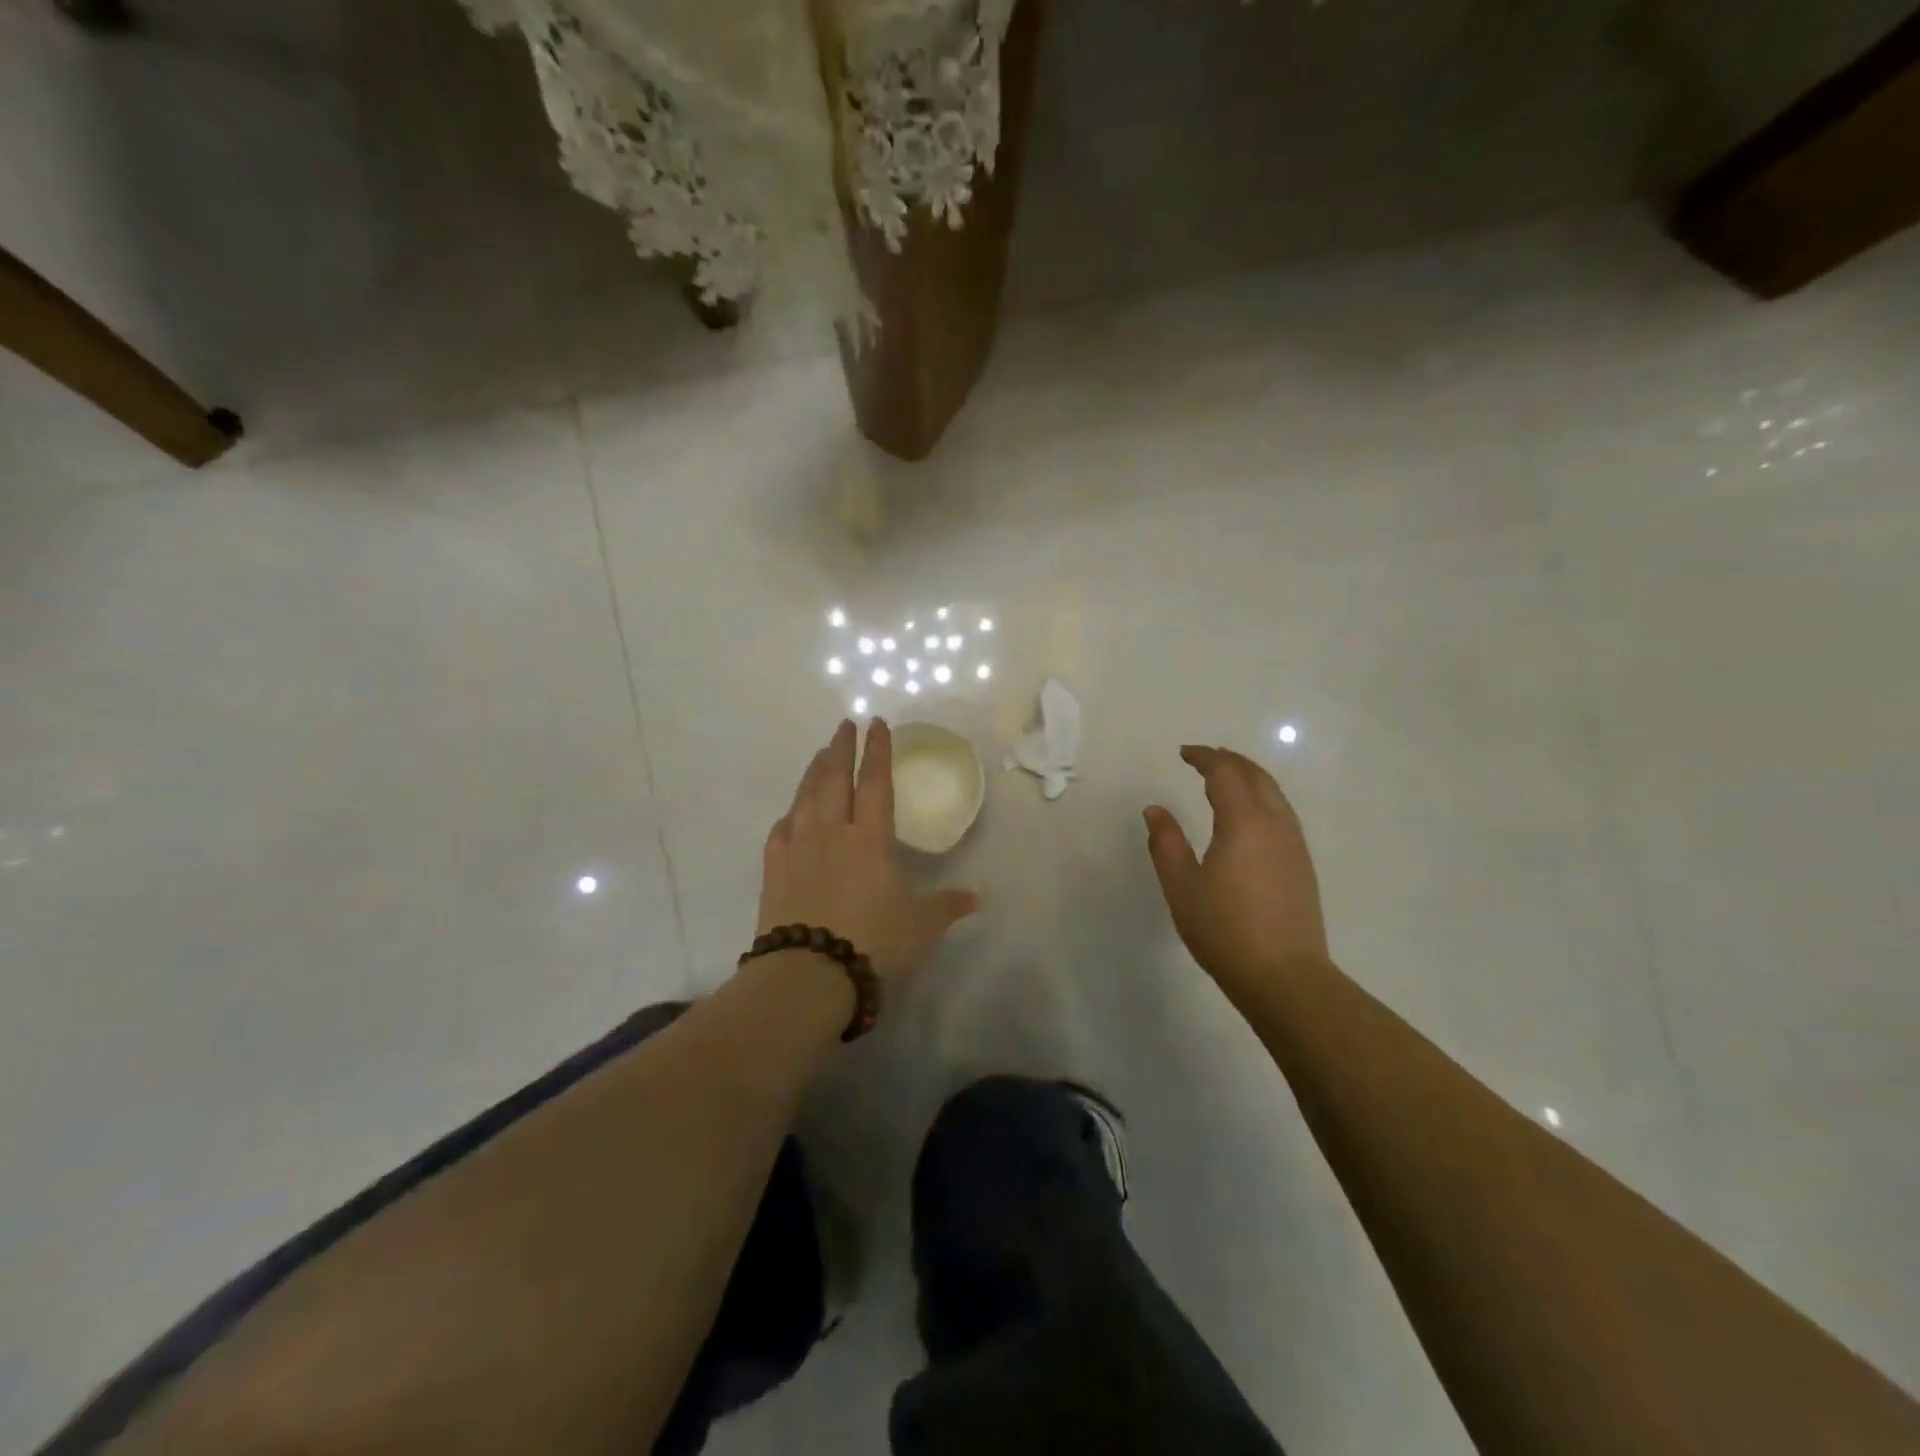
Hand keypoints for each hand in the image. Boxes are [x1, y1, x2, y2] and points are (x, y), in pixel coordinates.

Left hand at [759, 718, 978, 988]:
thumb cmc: (873, 945)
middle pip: (835, 779)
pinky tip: (792, 813)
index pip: (876, 784)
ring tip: (821, 755)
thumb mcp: (920, 927)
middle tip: (844, 725)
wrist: (808, 976)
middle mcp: (832, 833)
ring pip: (806, 798)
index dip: (878, 752)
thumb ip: (946, 906)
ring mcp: (798, 849)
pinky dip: (790, 814)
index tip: (876, 724)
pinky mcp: (774, 870)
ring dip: (814, 772)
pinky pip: (781, 830)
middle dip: (841, 748)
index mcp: (870, 840)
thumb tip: (975, 898)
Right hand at [1144, 745, 1328, 997]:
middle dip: (1229, 760)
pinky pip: (1282, 813)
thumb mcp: (1182, 886)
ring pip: (1274, 794)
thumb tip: (1155, 810)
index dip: (1204, 758)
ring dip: (1248, 778)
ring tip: (1225, 780)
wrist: (1285, 977)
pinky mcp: (1302, 865)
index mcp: (1244, 822)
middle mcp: (1275, 824)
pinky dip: (1261, 799)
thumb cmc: (1225, 929)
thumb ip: (1166, 843)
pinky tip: (1248, 817)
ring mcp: (1294, 845)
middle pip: (1256, 776)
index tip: (1183, 752)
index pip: (1225, 773)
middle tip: (1204, 758)